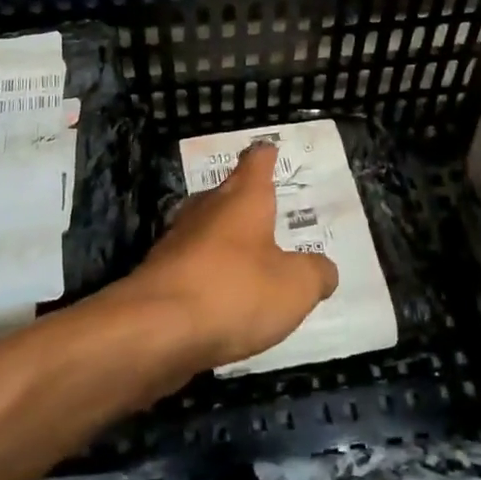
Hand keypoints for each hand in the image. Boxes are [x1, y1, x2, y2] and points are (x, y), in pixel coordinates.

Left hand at [129, 142, 339, 369]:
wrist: (156, 329)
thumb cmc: (234, 292)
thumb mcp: (295, 287)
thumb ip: (316, 274)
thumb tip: (324, 269)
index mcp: (243, 198)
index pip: (256, 162)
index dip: (266, 156)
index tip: (269, 149)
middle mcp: (207, 209)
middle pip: (227, 193)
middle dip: (245, 199)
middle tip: (266, 209)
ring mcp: (177, 240)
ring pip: (206, 228)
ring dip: (224, 238)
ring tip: (247, 255)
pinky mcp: (160, 275)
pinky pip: (191, 264)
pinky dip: (207, 272)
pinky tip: (219, 294)